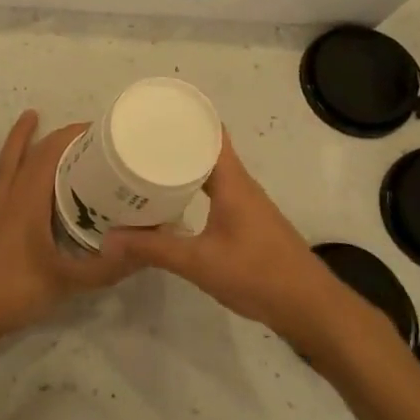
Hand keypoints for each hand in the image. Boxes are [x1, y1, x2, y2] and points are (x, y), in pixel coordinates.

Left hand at [0, 111, 134, 348]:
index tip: (94, 130)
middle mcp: (8, 198)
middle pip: (30, 157)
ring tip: (30, 115)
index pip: (50, 159)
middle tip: (76, 128)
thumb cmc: (17, 293)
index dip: (70, 139)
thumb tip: (144, 251)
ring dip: (17, 139)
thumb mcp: (69, 283)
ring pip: (3, 164)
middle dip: (53, 138)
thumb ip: (107, 268)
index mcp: (30, 205)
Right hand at [103, 136, 351, 345]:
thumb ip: (154, 249)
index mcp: (233, 182)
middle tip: (138, 140)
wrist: (309, 307)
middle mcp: (241, 185)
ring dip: (184, 166)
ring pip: (212, 173)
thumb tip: (110, 237)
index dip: (186, 118)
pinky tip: (172, 202)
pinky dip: (193, 188)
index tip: (154, 112)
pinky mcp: (248, 223)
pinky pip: (216, 192)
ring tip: (147, 165)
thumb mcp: (198, 263)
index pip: (211, 133)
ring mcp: (247, 204)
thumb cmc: (257, 274)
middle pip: (207, 150)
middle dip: (176, 142)